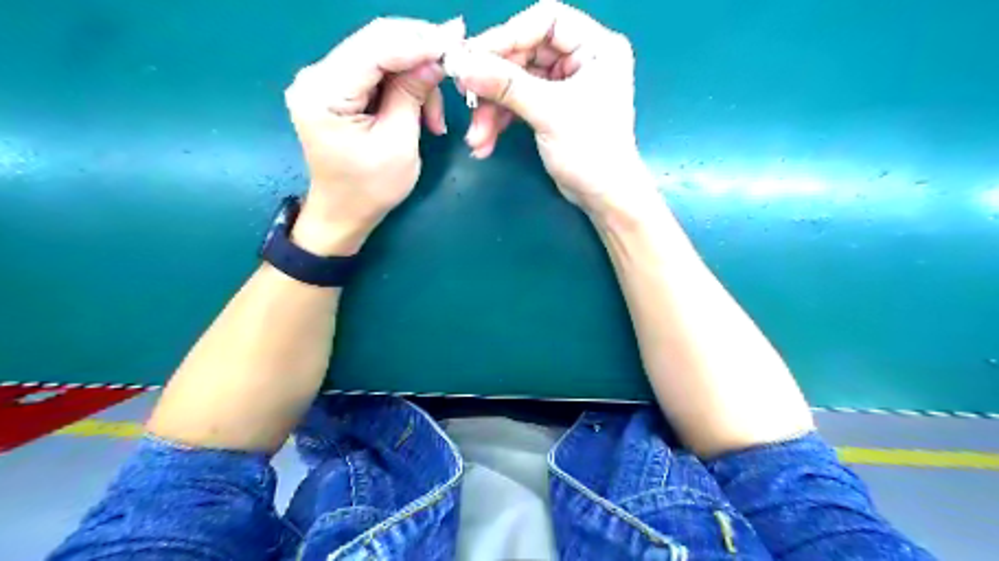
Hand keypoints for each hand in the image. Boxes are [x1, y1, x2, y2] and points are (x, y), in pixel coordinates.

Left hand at [285, 18, 464, 253]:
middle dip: (420, 51)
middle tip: (455, 61)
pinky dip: (404, 84)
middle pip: (375, 41)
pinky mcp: (338, 87)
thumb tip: (437, 58)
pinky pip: (377, 71)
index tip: (456, 38)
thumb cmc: (370, 188)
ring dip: (416, 76)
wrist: (344, 212)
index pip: (374, 48)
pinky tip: (421, 111)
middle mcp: (317, 76)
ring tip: (436, 118)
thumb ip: (412, 95)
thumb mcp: (399, 143)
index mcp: (324, 93)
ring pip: (381, 54)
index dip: (418, 41)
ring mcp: (325, 79)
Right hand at [454, 0, 656, 216]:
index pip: (546, 21)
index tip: (473, 57)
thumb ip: (506, 85)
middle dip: (494, 83)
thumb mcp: (549, 113)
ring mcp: (564, 85)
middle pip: (524, 54)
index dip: (508, 36)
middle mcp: (581, 60)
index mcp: (595, 48)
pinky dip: (500, 121)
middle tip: (465, 96)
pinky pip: (518, 104)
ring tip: (477, 137)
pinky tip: (485, 142)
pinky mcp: (551, 108)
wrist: (602, 197)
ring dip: (492, 110)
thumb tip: (462, 64)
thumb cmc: (590, 151)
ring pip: (516, 83)